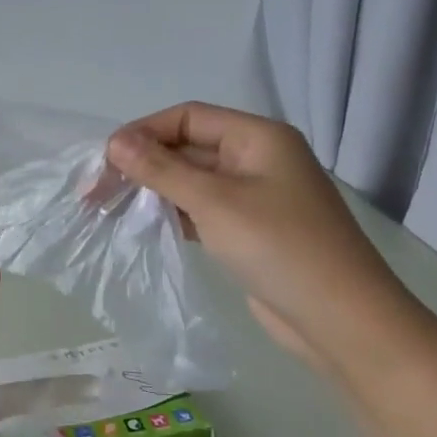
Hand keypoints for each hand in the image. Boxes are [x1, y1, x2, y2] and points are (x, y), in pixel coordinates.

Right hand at [104, 104, 416, 372]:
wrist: (340, 319)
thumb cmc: (278, 248)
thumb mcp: (214, 202)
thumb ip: (161, 170)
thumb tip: (114, 142)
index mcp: (258, 138)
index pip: (188, 117)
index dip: (143, 132)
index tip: (104, 162)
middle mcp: (257, 159)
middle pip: (187, 147)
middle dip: (142, 164)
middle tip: (96, 192)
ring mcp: (254, 196)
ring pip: (191, 181)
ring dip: (152, 190)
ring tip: (110, 209)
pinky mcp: (249, 230)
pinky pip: (201, 210)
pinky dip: (171, 213)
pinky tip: (143, 226)